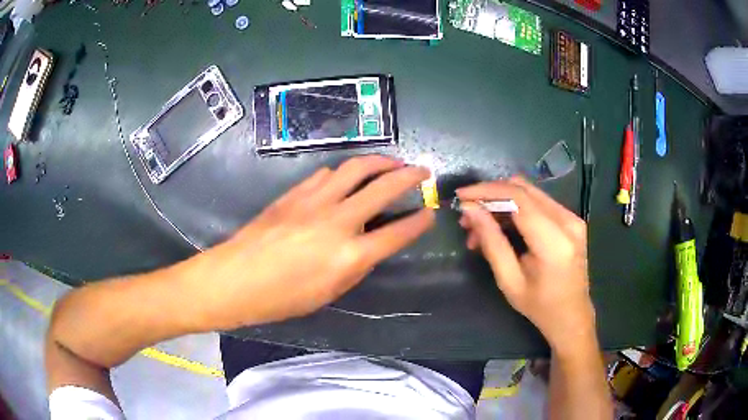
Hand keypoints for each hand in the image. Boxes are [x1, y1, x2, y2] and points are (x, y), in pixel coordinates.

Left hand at [177, 155, 434, 330]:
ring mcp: (314, 202)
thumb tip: (369, 245)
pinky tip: (347, 177)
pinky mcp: (294, 193)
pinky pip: (327, 174)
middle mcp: (337, 222)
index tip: (430, 212)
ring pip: (355, 168)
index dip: (419, 222)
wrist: (235, 278)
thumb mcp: (328, 293)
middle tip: (422, 170)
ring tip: (391, 162)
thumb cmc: (281, 299)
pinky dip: (344, 172)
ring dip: (379, 162)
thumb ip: (355, 266)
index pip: (396, 233)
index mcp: (349, 256)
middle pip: (383, 188)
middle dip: (410, 175)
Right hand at [456, 177, 594, 354]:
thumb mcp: (509, 280)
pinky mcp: (570, 219)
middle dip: (490, 195)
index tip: (461, 196)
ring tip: (479, 227)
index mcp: (554, 241)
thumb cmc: (540, 307)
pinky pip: (537, 202)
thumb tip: (470, 210)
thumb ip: (491, 242)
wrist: (572, 315)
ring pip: (529, 192)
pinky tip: (500, 226)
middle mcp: (567, 221)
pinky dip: (514, 209)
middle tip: (467, 215)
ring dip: (500, 202)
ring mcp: (572, 217)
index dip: (486, 191)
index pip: (518, 198)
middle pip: (523, 189)